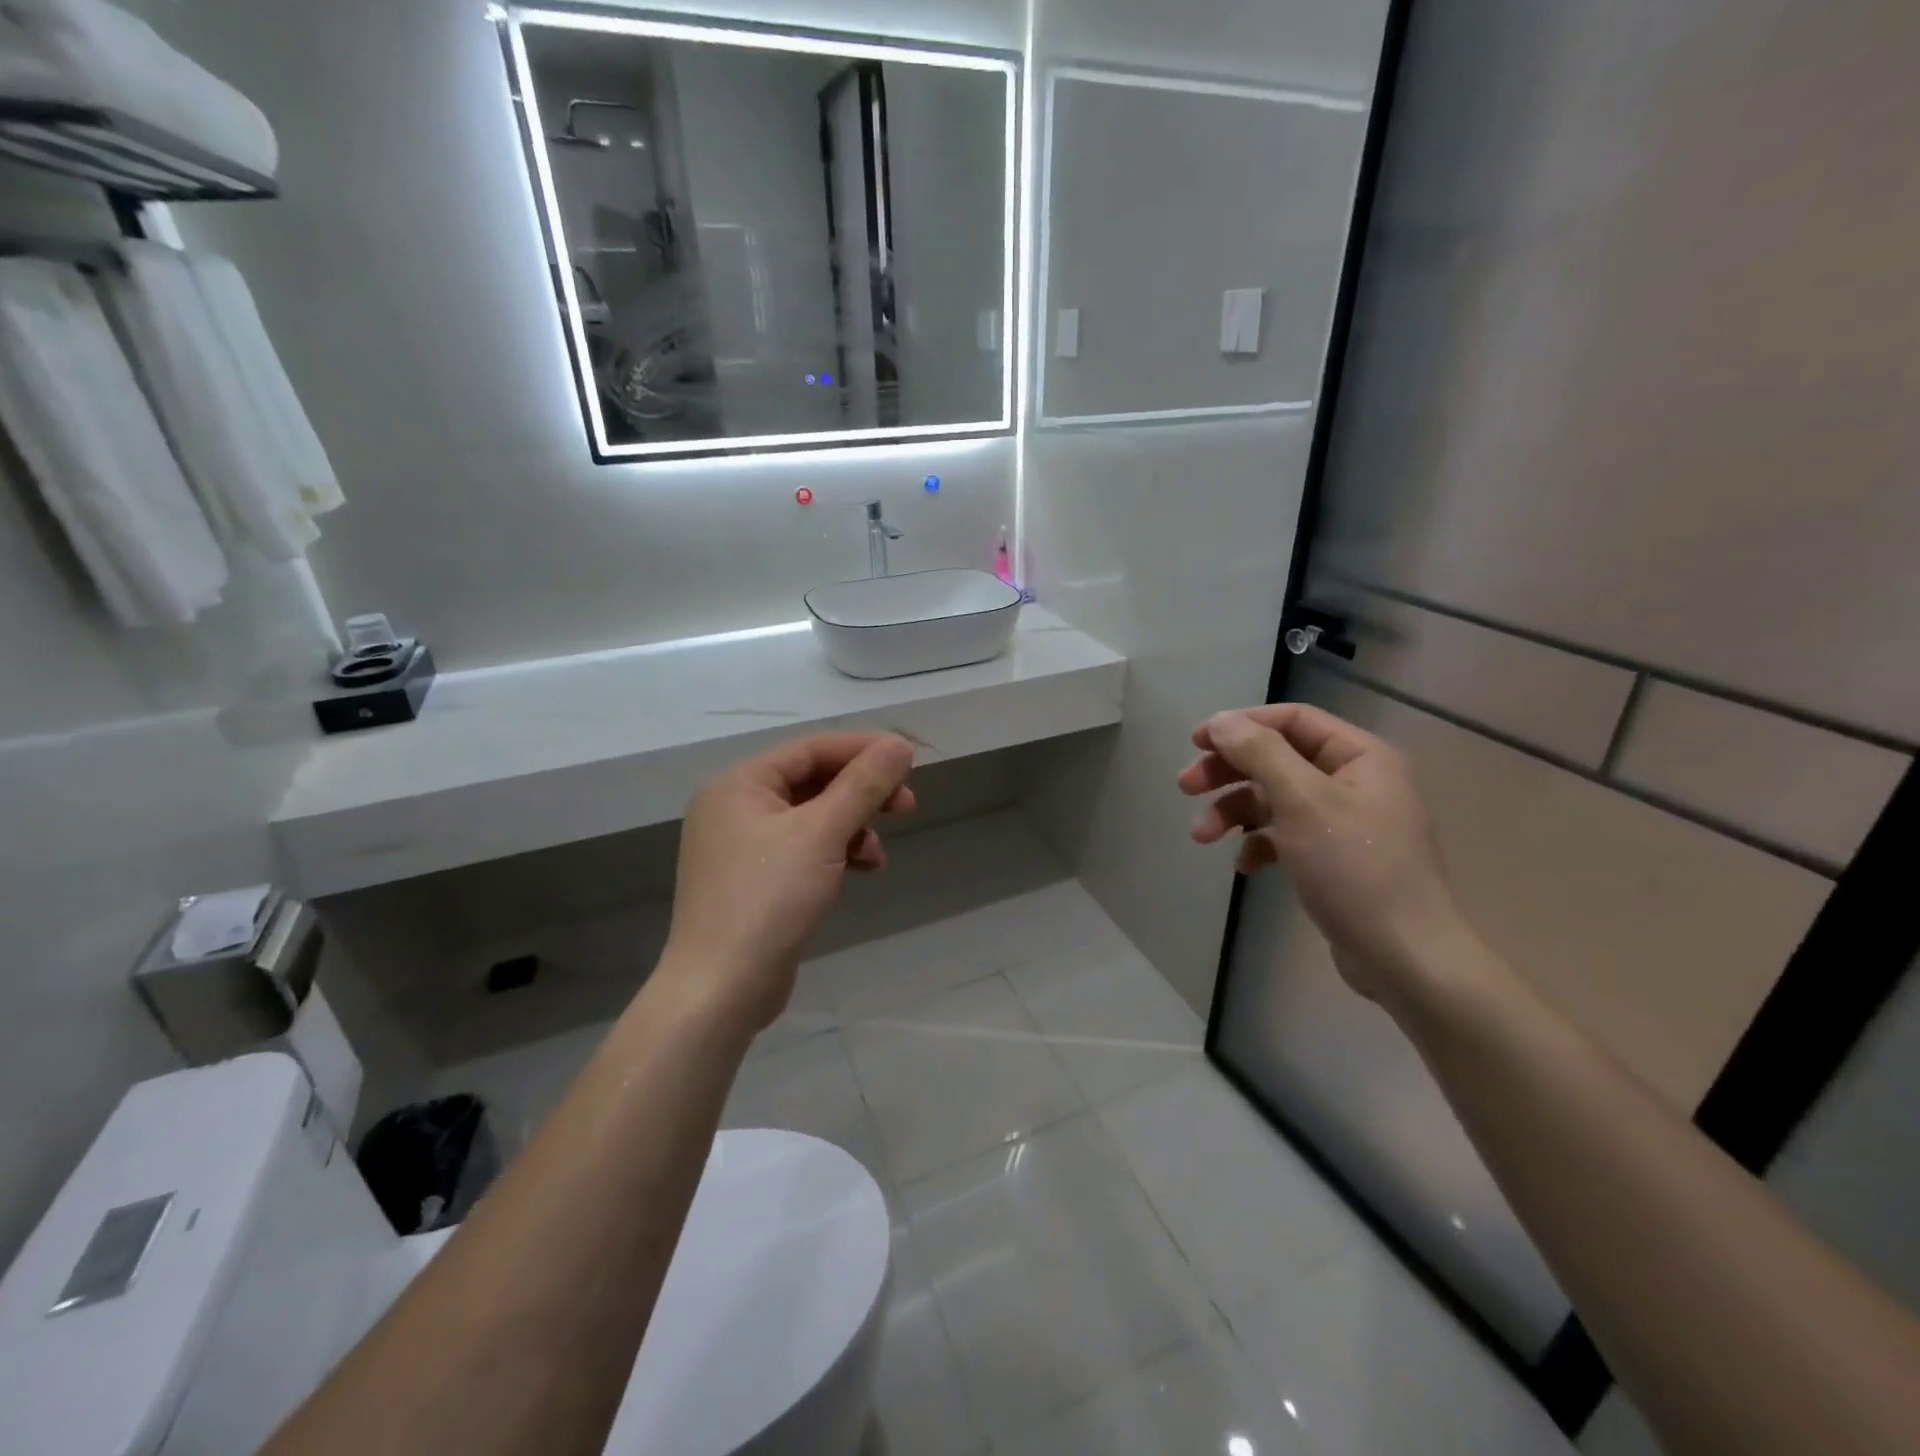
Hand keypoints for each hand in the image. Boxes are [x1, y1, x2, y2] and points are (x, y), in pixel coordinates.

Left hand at [661, 732, 915, 1029]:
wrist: (721, 990)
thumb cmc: (769, 899)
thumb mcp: (822, 834)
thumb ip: (863, 785)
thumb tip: (900, 745)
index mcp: (739, 783)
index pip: (811, 749)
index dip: (863, 750)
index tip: (909, 760)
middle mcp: (735, 806)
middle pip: (812, 781)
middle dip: (862, 793)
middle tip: (907, 806)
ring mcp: (741, 845)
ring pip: (811, 817)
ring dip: (852, 826)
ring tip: (878, 854)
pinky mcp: (754, 879)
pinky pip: (802, 848)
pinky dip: (834, 852)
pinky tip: (861, 870)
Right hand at [1178, 704, 1471, 1002]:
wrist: (1404, 958)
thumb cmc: (1355, 869)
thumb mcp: (1303, 802)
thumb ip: (1260, 753)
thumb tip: (1221, 721)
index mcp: (1360, 757)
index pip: (1293, 720)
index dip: (1241, 725)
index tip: (1196, 742)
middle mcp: (1354, 781)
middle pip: (1277, 758)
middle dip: (1229, 772)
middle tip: (1186, 787)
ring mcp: (1344, 822)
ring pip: (1275, 799)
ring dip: (1233, 811)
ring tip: (1200, 836)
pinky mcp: (1332, 858)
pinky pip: (1285, 836)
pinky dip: (1259, 844)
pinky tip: (1245, 866)